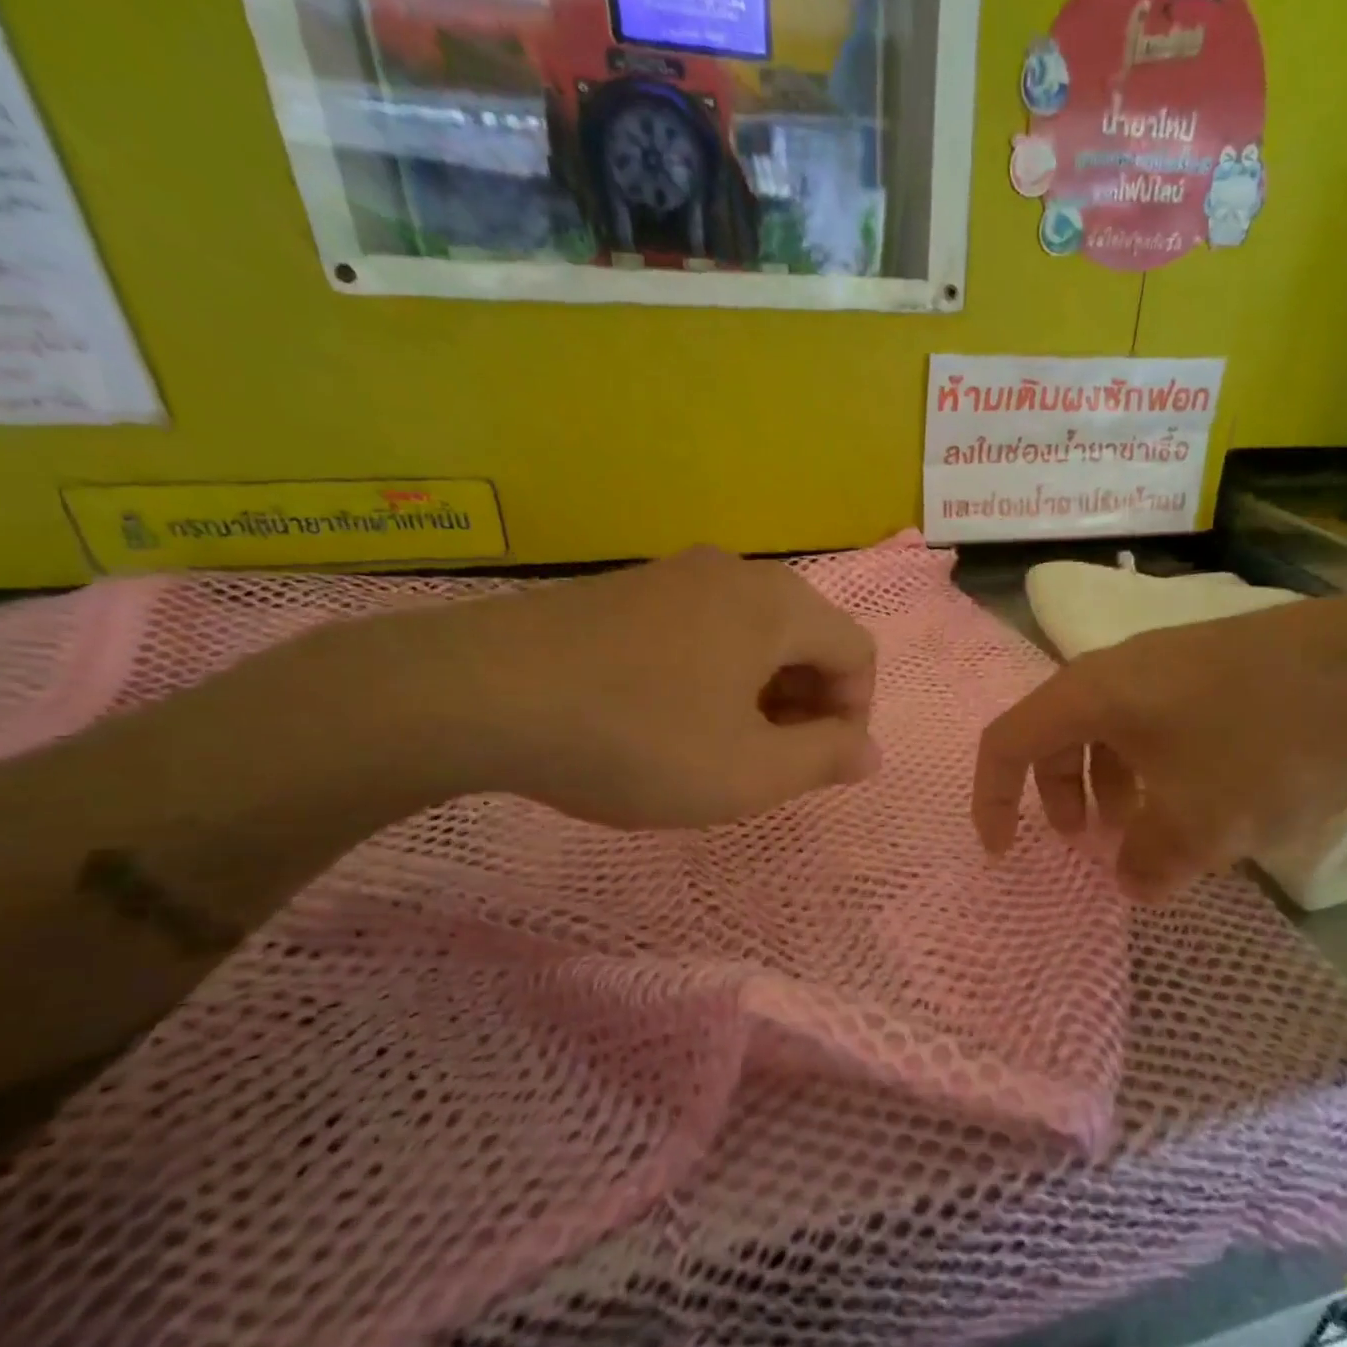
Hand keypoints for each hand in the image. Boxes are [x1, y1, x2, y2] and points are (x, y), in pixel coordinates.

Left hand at [381, 547, 879, 828]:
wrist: (478, 693)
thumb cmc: (638, 738)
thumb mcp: (749, 772)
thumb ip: (825, 760)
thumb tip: (869, 751)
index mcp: (779, 606)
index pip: (857, 652)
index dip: (855, 714)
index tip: (819, 766)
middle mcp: (736, 574)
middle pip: (808, 638)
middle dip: (808, 705)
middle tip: (774, 762)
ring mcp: (676, 575)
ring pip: (754, 635)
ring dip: (762, 693)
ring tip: (724, 747)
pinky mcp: (627, 590)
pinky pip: (704, 630)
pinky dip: (715, 675)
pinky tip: (672, 718)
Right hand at [973, 596, 1346, 899]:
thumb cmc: (1264, 742)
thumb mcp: (1200, 822)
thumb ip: (1149, 861)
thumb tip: (1130, 878)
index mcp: (1090, 695)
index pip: (1006, 742)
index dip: (992, 798)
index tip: (1005, 851)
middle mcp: (1117, 670)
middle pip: (1056, 734)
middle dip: (1057, 794)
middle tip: (1086, 843)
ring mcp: (1168, 662)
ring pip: (1109, 729)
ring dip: (1108, 783)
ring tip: (1146, 829)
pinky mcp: (1213, 666)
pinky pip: (1154, 721)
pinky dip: (1152, 766)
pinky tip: (1200, 798)